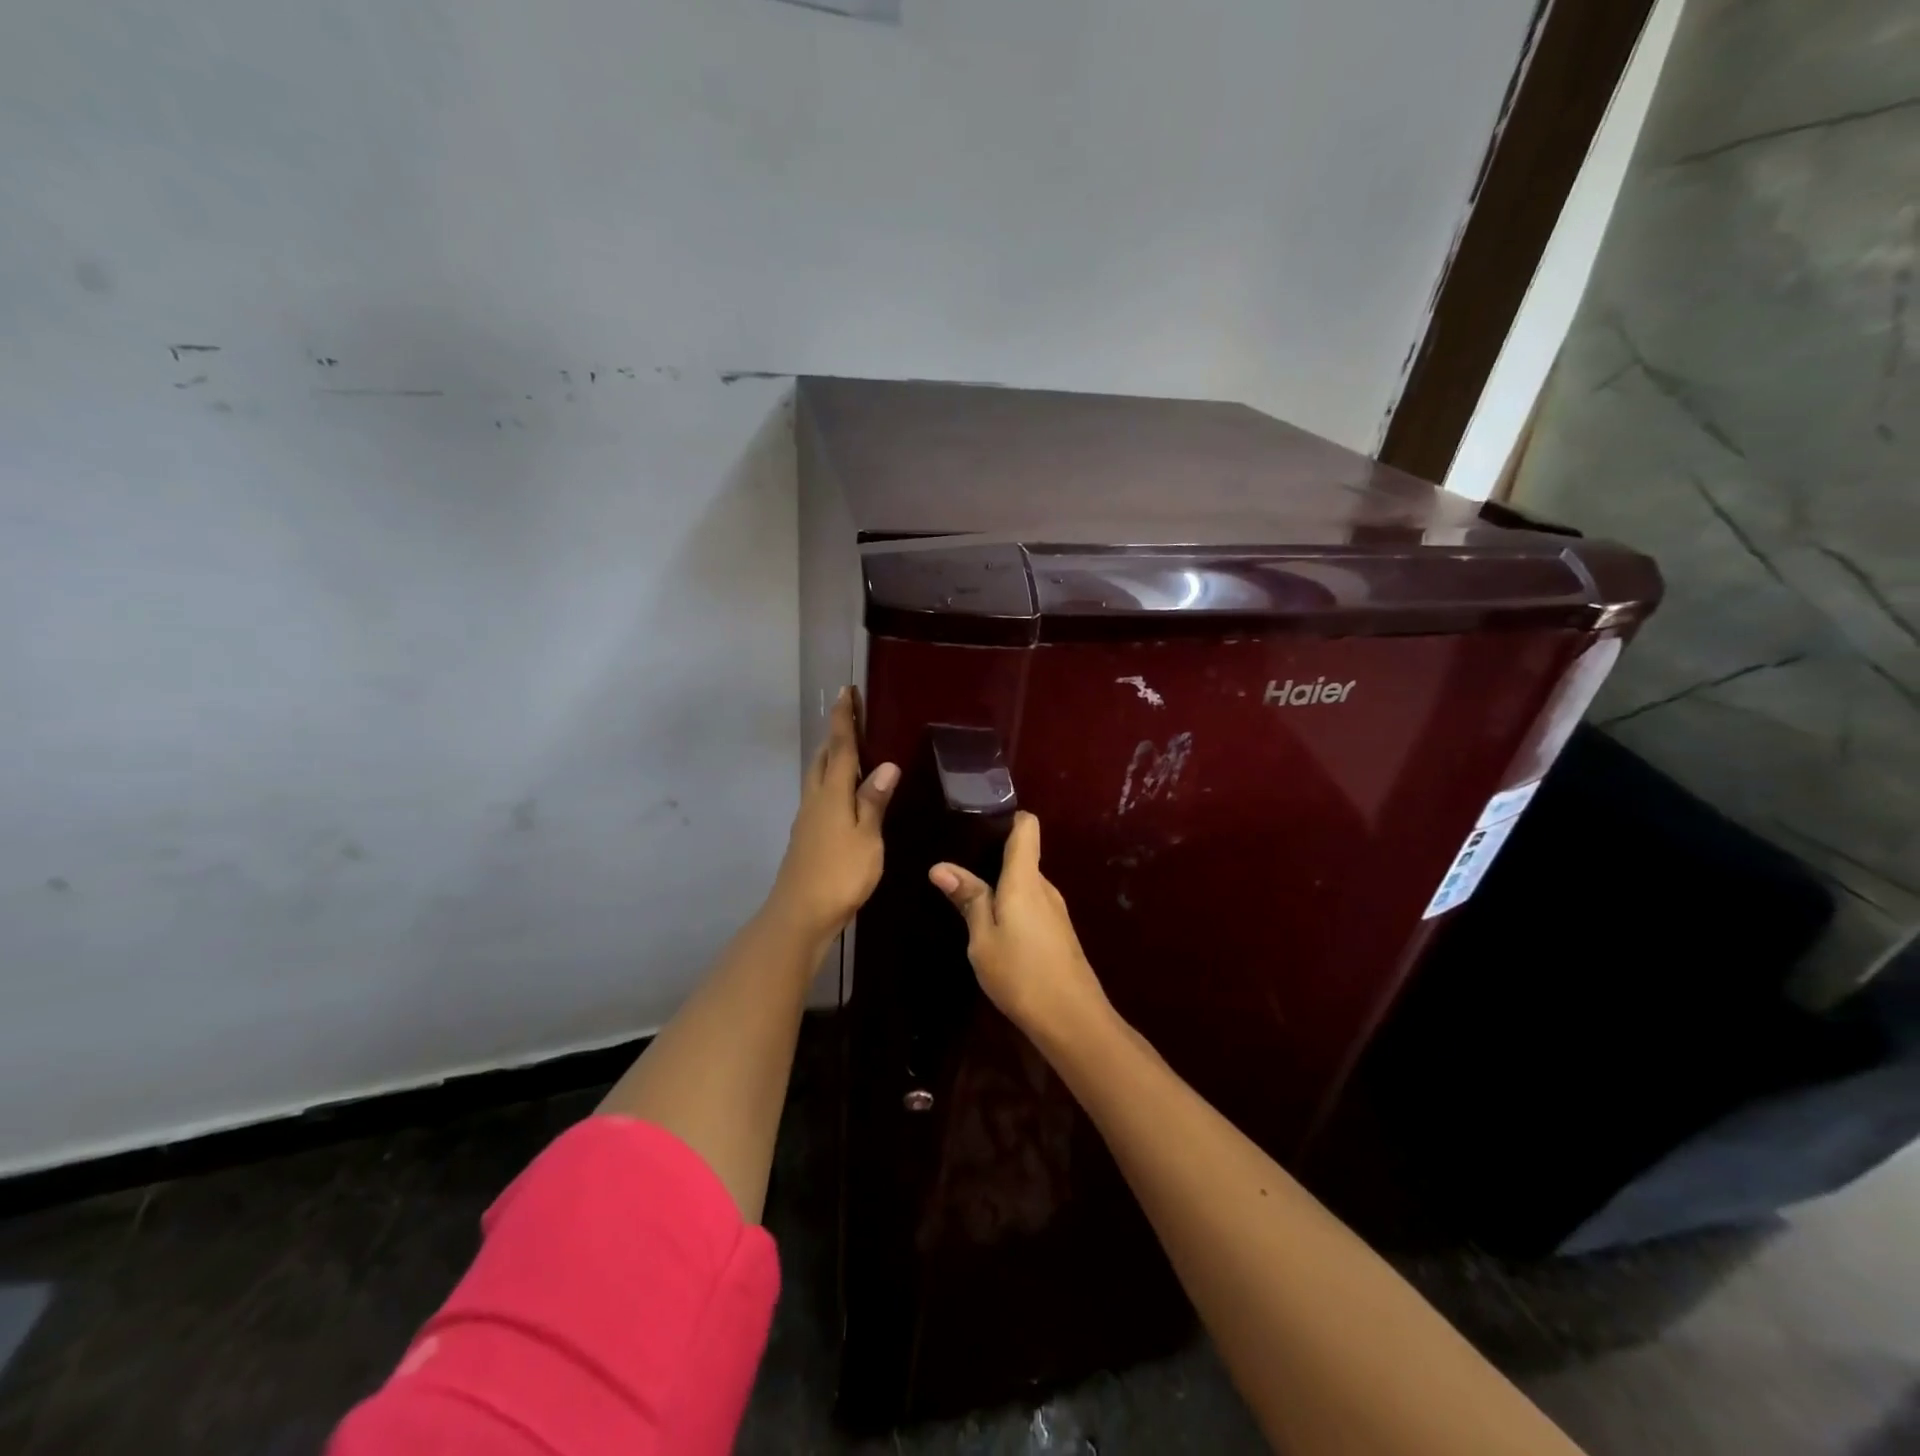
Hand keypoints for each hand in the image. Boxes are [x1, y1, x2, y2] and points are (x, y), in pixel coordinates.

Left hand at [766, 687, 898, 947]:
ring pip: (818, 778)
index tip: (846, 691)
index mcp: (831, 794)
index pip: (840, 747)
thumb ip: (874, 801)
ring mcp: (807, 819)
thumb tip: (886, 764)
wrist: (800, 914)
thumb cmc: (839, 874)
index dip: (844, 719)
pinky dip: (831, 784)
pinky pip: (819, 797)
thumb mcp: (867, 837)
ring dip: (831, 758)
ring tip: (849, 751)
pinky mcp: (806, 837)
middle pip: (823, 759)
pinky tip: (843, 796)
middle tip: (851, 717)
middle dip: (835, 735)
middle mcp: (815, 800)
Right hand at [929, 812, 1110, 1046]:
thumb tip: (941, 866)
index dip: (1006, 816)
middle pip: (1022, 854)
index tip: (977, 821)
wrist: (1073, 1020)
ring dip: (1001, 886)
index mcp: (1025, 879)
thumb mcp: (982, 939)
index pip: (1026, 826)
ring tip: (968, 894)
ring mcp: (1055, 909)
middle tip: (957, 863)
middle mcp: (1044, 886)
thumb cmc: (1021, 974)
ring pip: (1025, 883)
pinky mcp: (1058, 931)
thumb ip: (968, 899)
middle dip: (992, 855)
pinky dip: (1012, 906)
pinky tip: (993, 926)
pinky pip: (1031, 904)